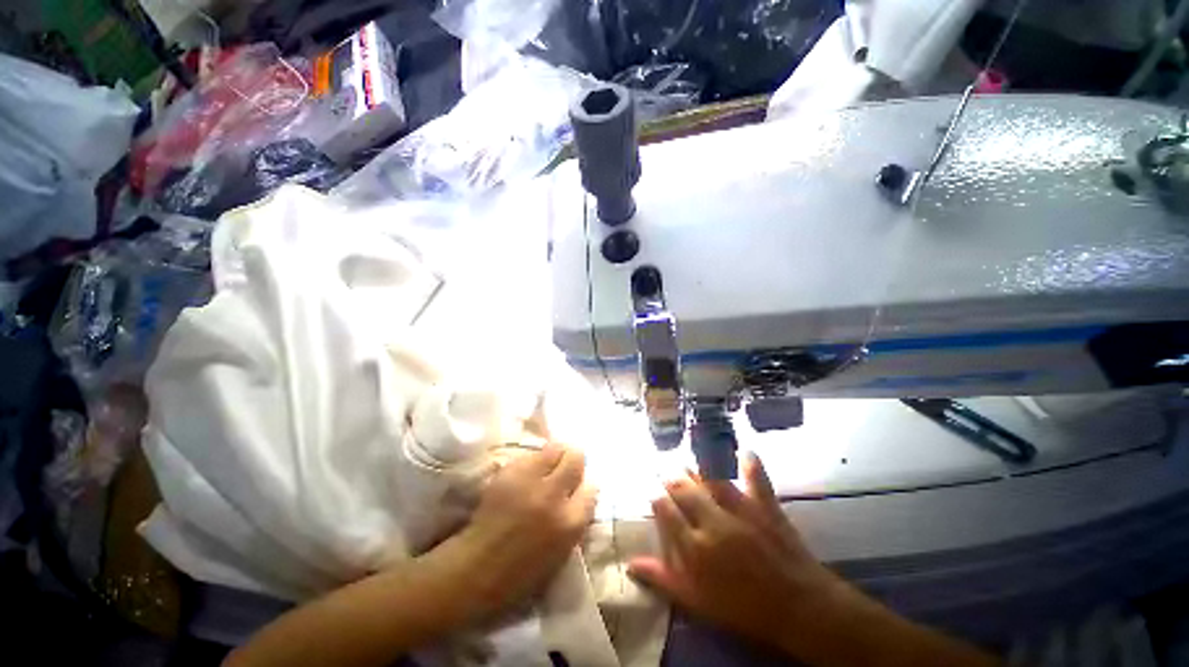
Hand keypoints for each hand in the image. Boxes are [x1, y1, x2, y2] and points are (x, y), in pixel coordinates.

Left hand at [447, 443, 596, 620]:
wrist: (477, 571)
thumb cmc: (522, 572)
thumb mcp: (562, 551)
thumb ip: (576, 517)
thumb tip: (583, 489)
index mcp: (570, 523)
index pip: (592, 487)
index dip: (584, 486)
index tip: (577, 488)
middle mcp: (554, 496)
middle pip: (576, 458)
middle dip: (573, 462)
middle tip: (564, 469)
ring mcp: (530, 481)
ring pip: (556, 448)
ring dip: (555, 455)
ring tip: (547, 466)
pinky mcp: (510, 472)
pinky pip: (532, 454)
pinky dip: (534, 459)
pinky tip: (528, 472)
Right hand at [628, 453, 847, 649]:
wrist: (798, 610)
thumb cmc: (743, 609)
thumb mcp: (697, 602)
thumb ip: (663, 579)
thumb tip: (631, 564)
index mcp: (695, 547)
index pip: (665, 511)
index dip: (656, 498)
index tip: (653, 493)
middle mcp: (713, 522)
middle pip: (684, 489)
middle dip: (671, 478)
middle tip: (666, 472)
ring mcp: (741, 511)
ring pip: (711, 479)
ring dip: (697, 466)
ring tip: (688, 459)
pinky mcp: (765, 506)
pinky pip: (756, 478)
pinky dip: (750, 463)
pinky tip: (744, 450)